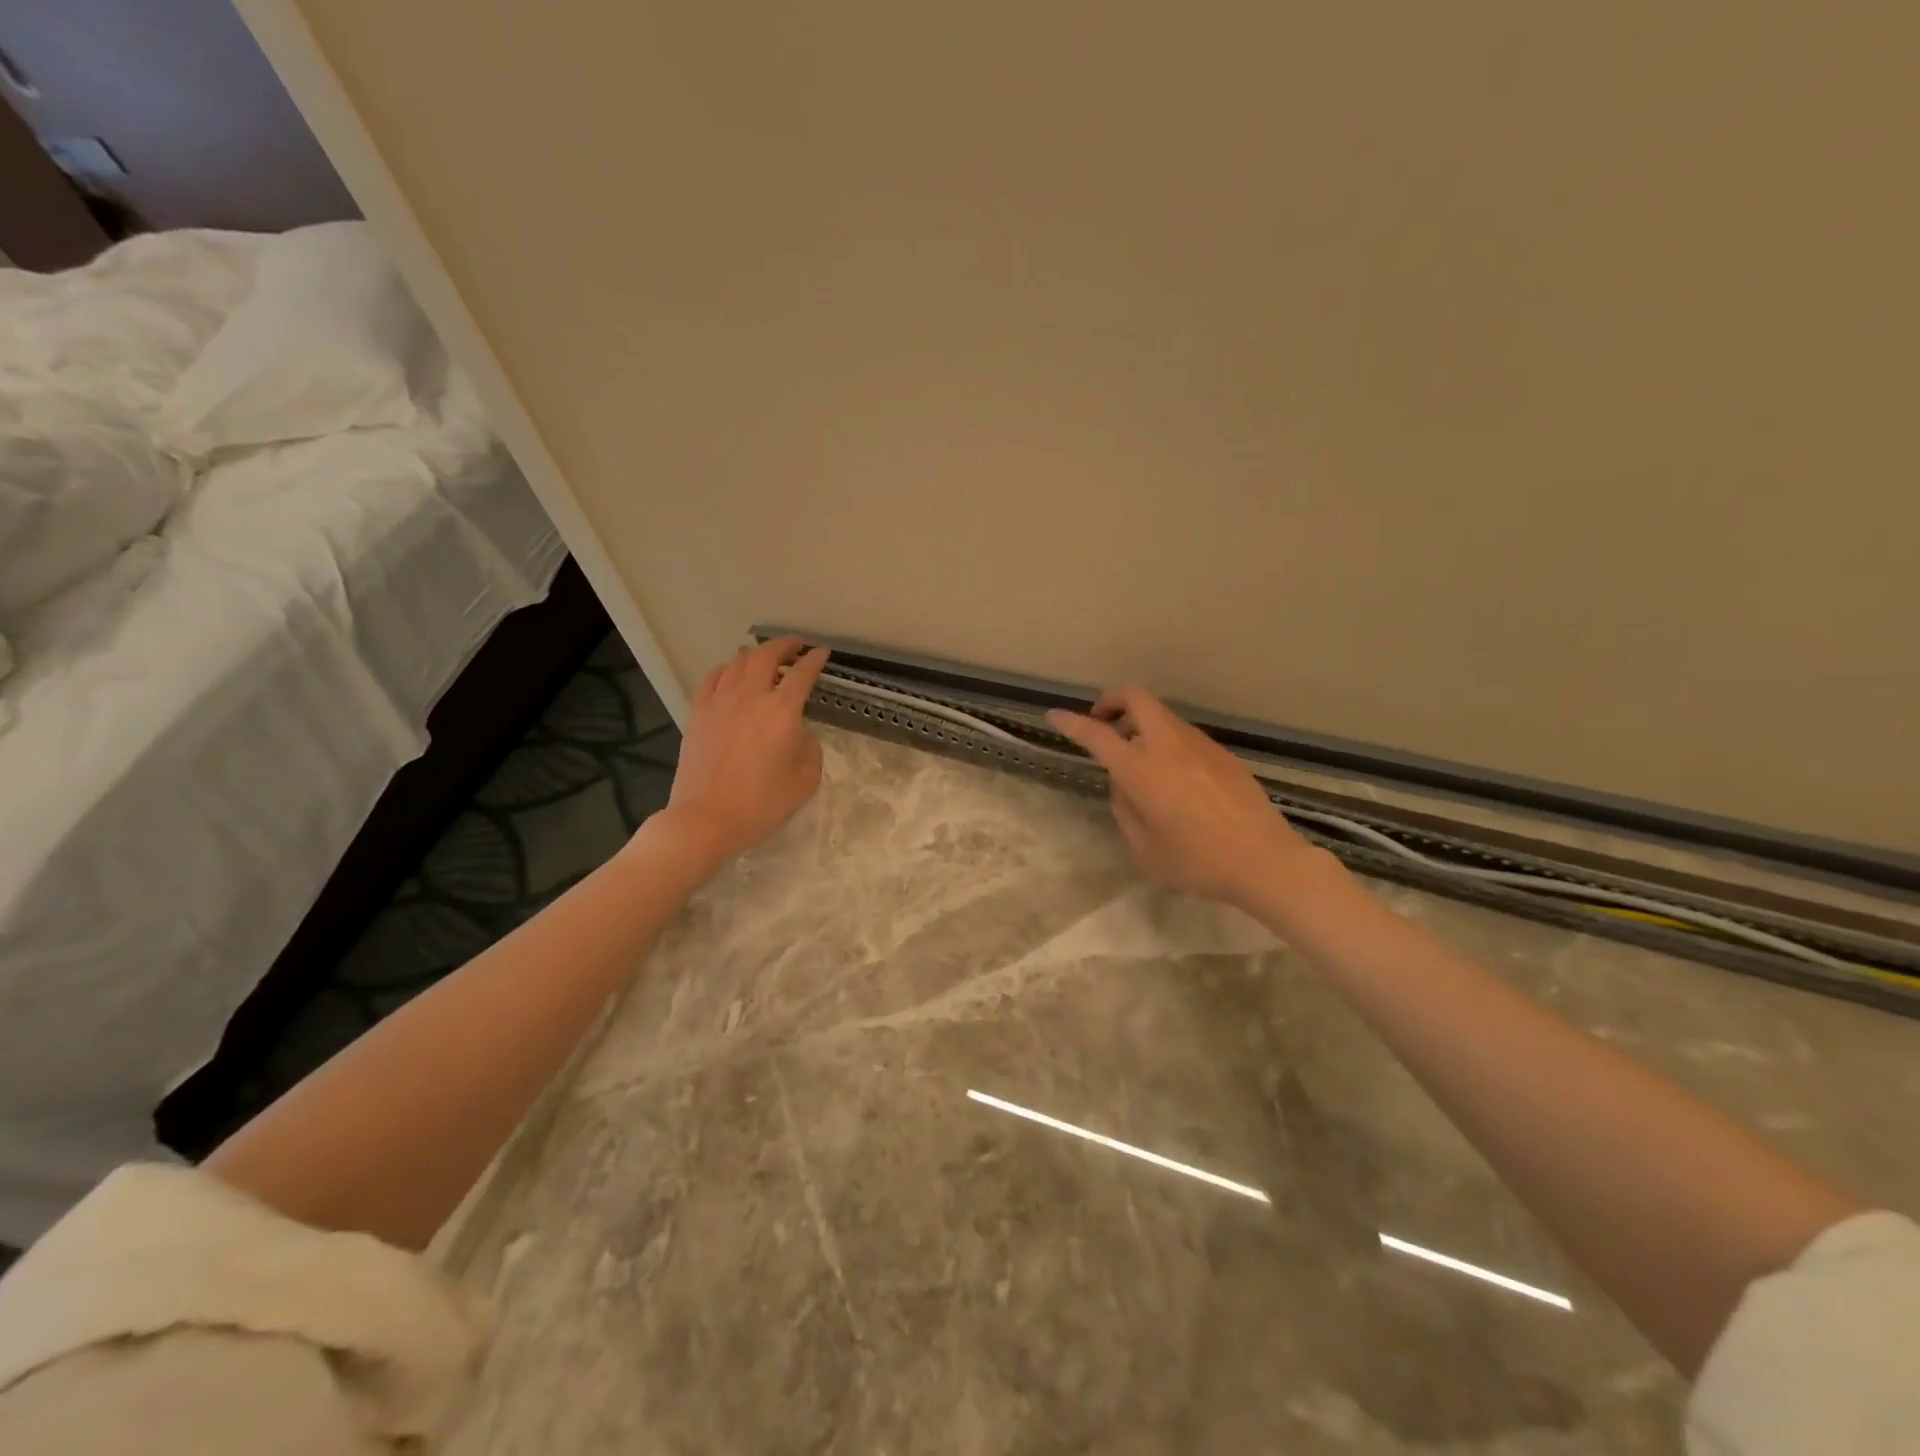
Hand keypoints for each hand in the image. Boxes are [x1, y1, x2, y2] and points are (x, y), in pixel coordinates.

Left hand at [658, 637, 830, 872]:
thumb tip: (799, 732)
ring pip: (738, 661)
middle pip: (767, 656)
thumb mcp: (805, 781)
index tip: (822, 653)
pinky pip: (713, 677)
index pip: (802, 674)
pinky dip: (727, 669)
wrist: (706, 817)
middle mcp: (751, 696)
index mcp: (782, 712)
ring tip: (765, 659)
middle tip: (795, 647)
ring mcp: (720, 701)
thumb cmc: (761, 804)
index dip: (815, 660)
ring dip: (756, 655)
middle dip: (784, 646)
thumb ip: (809, 748)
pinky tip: (732, 675)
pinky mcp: (698, 712)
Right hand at [1046, 685, 1320, 911]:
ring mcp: (1200, 745)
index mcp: (1141, 770)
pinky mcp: (1222, 754)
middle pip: (1136, 697)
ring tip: (1139, 760)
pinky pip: (1184, 736)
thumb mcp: (1145, 849)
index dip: (1071, 722)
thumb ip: (1125, 809)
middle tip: (1103, 722)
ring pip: (1162, 715)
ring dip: (1141, 723)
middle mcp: (1168, 746)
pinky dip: (1166, 741)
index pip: (1097, 735)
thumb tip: (1124, 785)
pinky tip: (1174, 778)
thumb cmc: (1197, 862)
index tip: (1054, 715)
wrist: (1265, 861)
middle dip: (1112, 700)